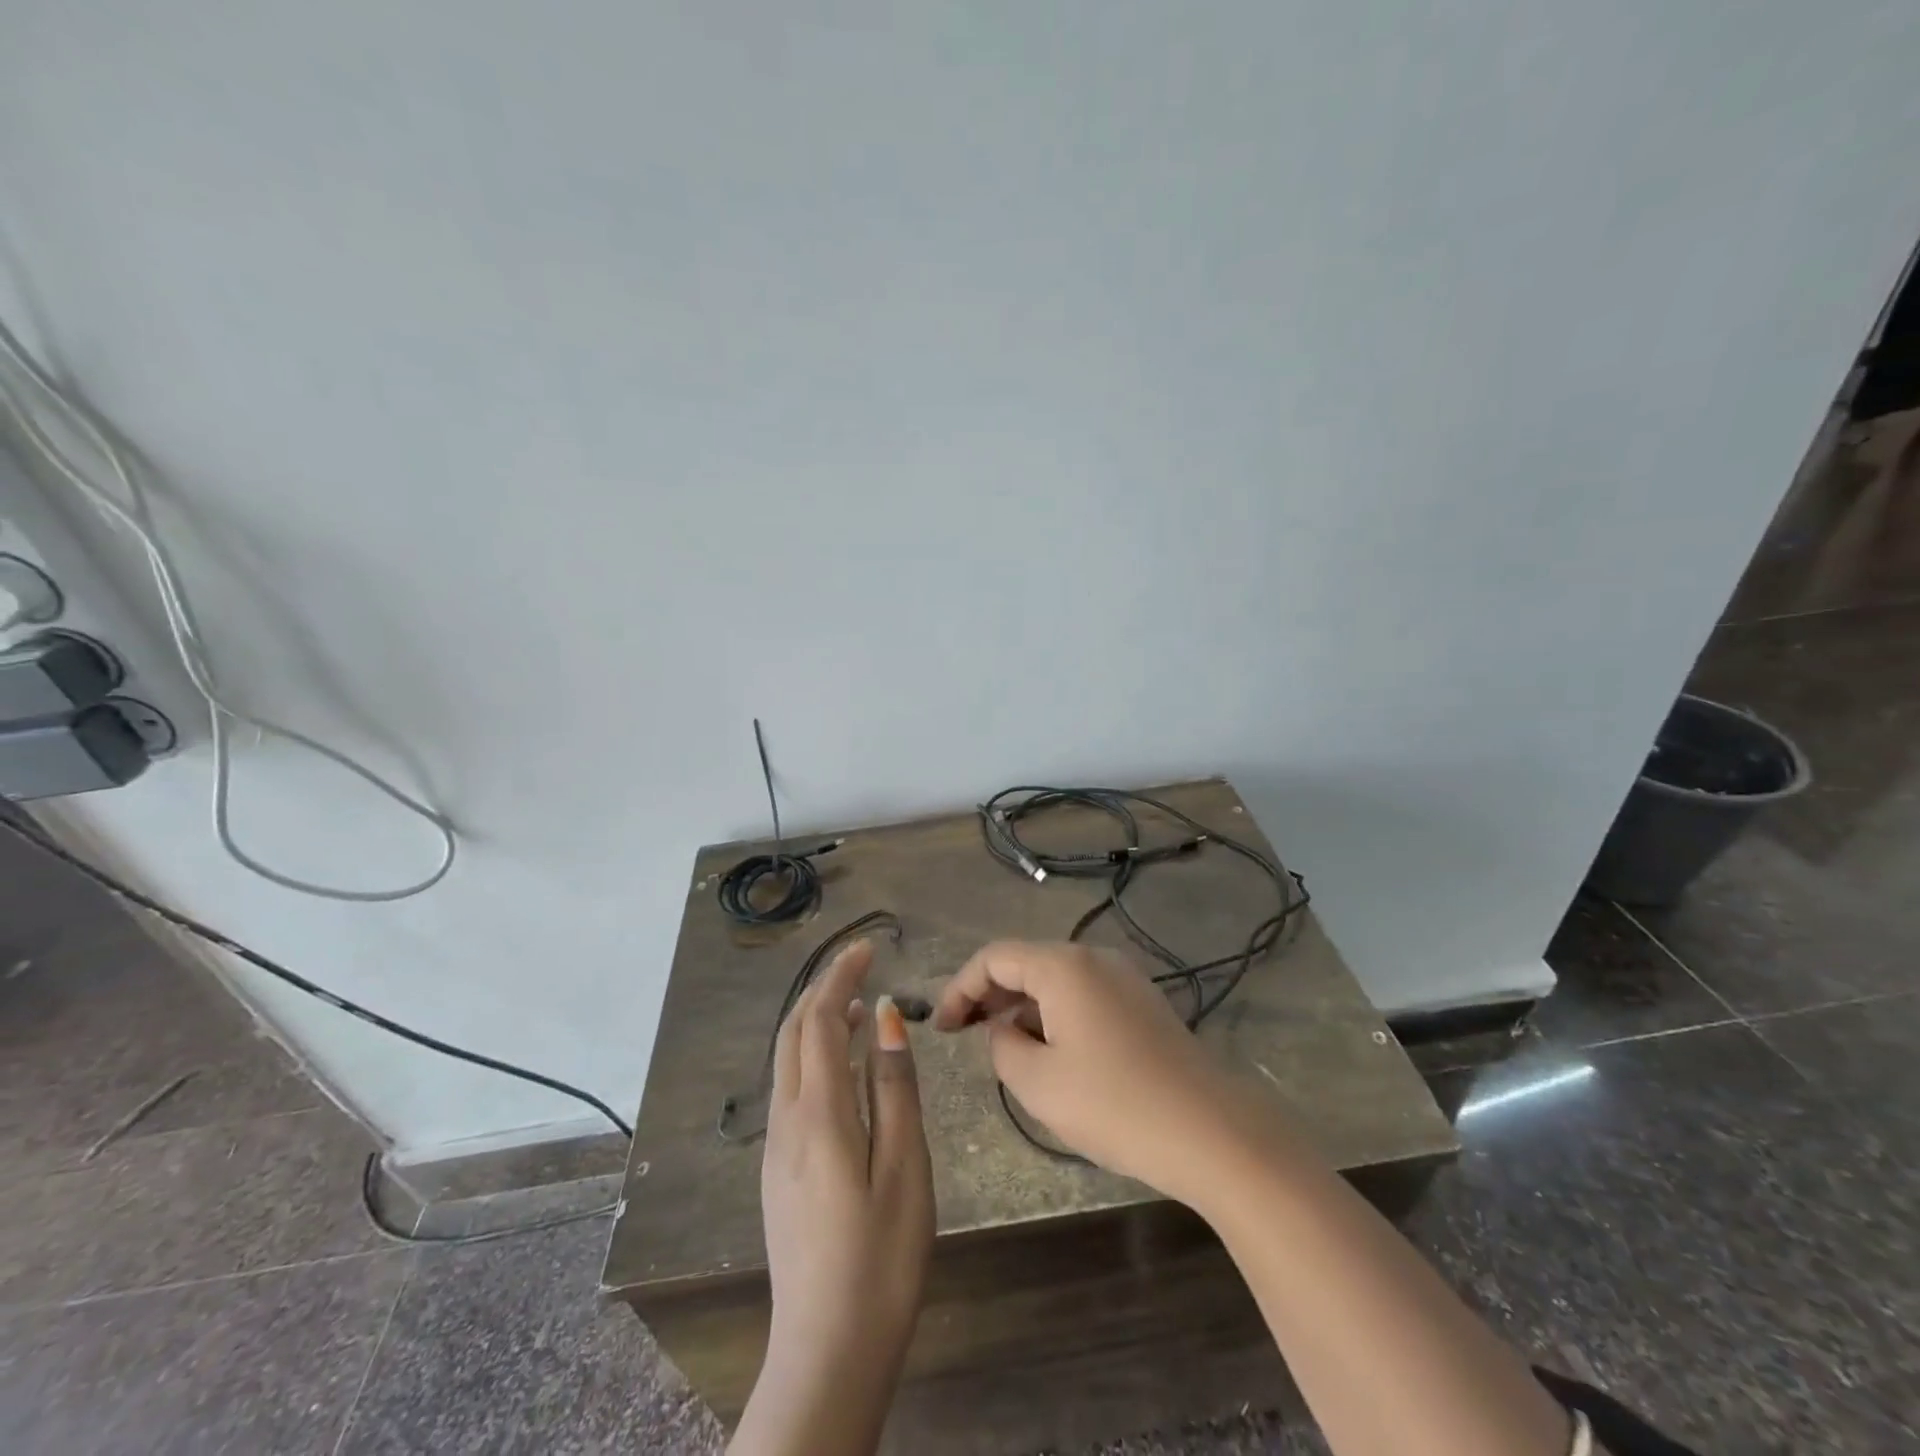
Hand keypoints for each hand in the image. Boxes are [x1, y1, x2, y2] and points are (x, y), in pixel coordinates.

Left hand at [735, 939, 933, 1454]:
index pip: (822, 1019)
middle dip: (822, 988)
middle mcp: (786, 1119)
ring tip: (858, 1007)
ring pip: (787, 1059)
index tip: (866, 947)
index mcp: (818, 1113)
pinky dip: (814, 1054)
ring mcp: (776, 1146)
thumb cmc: (881, 1257)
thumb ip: (894, 1087)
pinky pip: (791, 1088)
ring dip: (816, 1020)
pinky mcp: (778, 1169)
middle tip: (861, 966)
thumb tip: (885, 1017)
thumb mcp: (905, 1166)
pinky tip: (845, 1068)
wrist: (828, 1350)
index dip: (840, 975)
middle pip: (793, 1031)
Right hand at [933, 941, 1260, 1205]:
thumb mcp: (1038, 1083)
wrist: (1211, 1131)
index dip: (959, 988)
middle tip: (962, 1033)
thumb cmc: (1115, 1104)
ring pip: (1055, 979)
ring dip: (1022, 1005)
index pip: (994, 958)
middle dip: (989, 994)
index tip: (940, 1028)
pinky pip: (1083, 994)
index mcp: (1063, 965)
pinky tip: (1050, 1050)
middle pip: (1026, 962)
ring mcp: (1123, 977)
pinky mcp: (1142, 1002)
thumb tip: (1003, 1029)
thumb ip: (1002, 1046)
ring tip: (1003, 1047)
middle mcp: (1093, 957)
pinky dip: (1054, 1013)